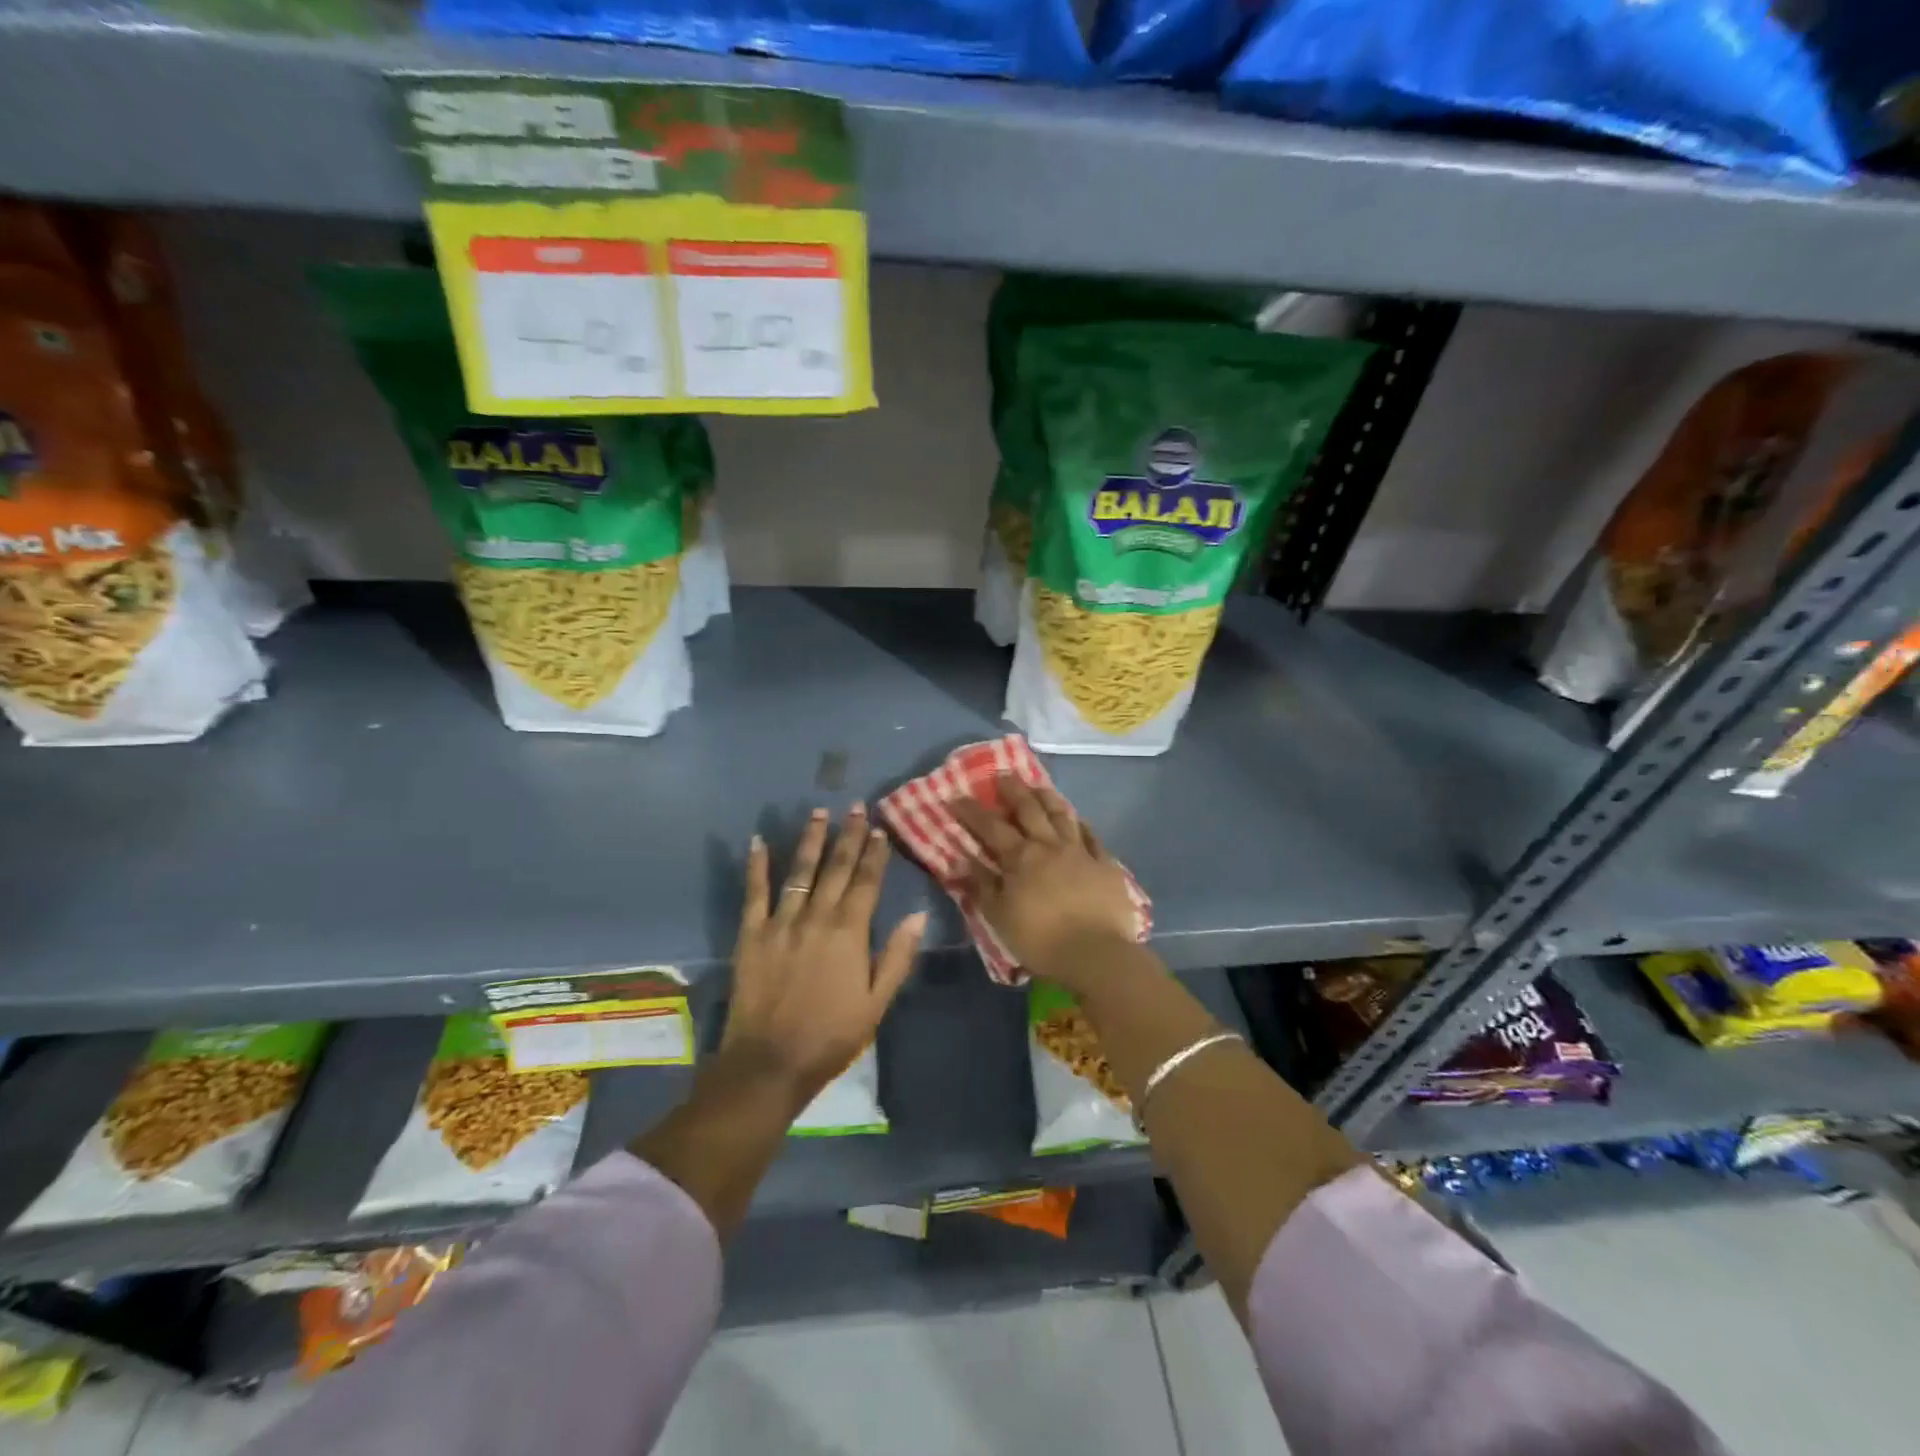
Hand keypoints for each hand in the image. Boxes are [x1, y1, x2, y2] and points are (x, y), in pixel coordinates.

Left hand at [722, 805, 926, 1109]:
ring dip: (810, 840)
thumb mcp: (877, 1003)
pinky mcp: (751, 934)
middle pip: (836, 868)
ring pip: (800, 872)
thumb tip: (918, 914)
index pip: (867, 882)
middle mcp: (817, 917)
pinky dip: (756, 866)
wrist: (770, 1062)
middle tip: (855, 806)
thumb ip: (897, 956)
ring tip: (818, 812)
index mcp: (850, 932)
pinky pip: (754, 893)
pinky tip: (758, 841)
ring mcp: (781, 922)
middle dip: (848, 835)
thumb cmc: (831, 1035)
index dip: (875, 854)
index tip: (880, 829)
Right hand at [952, 776, 1137, 989]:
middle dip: (1013, 790)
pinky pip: (1092, 836)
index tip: (956, 796)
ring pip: (1062, 815)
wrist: (1096, 954)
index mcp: (1021, 858)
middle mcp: (1049, 846)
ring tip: (1037, 785)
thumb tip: (964, 860)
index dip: (972, 810)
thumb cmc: (1040, 939)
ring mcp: (1080, 852)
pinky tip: (1077, 818)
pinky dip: (1081, 824)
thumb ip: (983, 886)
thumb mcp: (999, 917)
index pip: (990, 827)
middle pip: (1029, 809)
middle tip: (1002, 774)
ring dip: (1047, 797)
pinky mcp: (1105, 864)